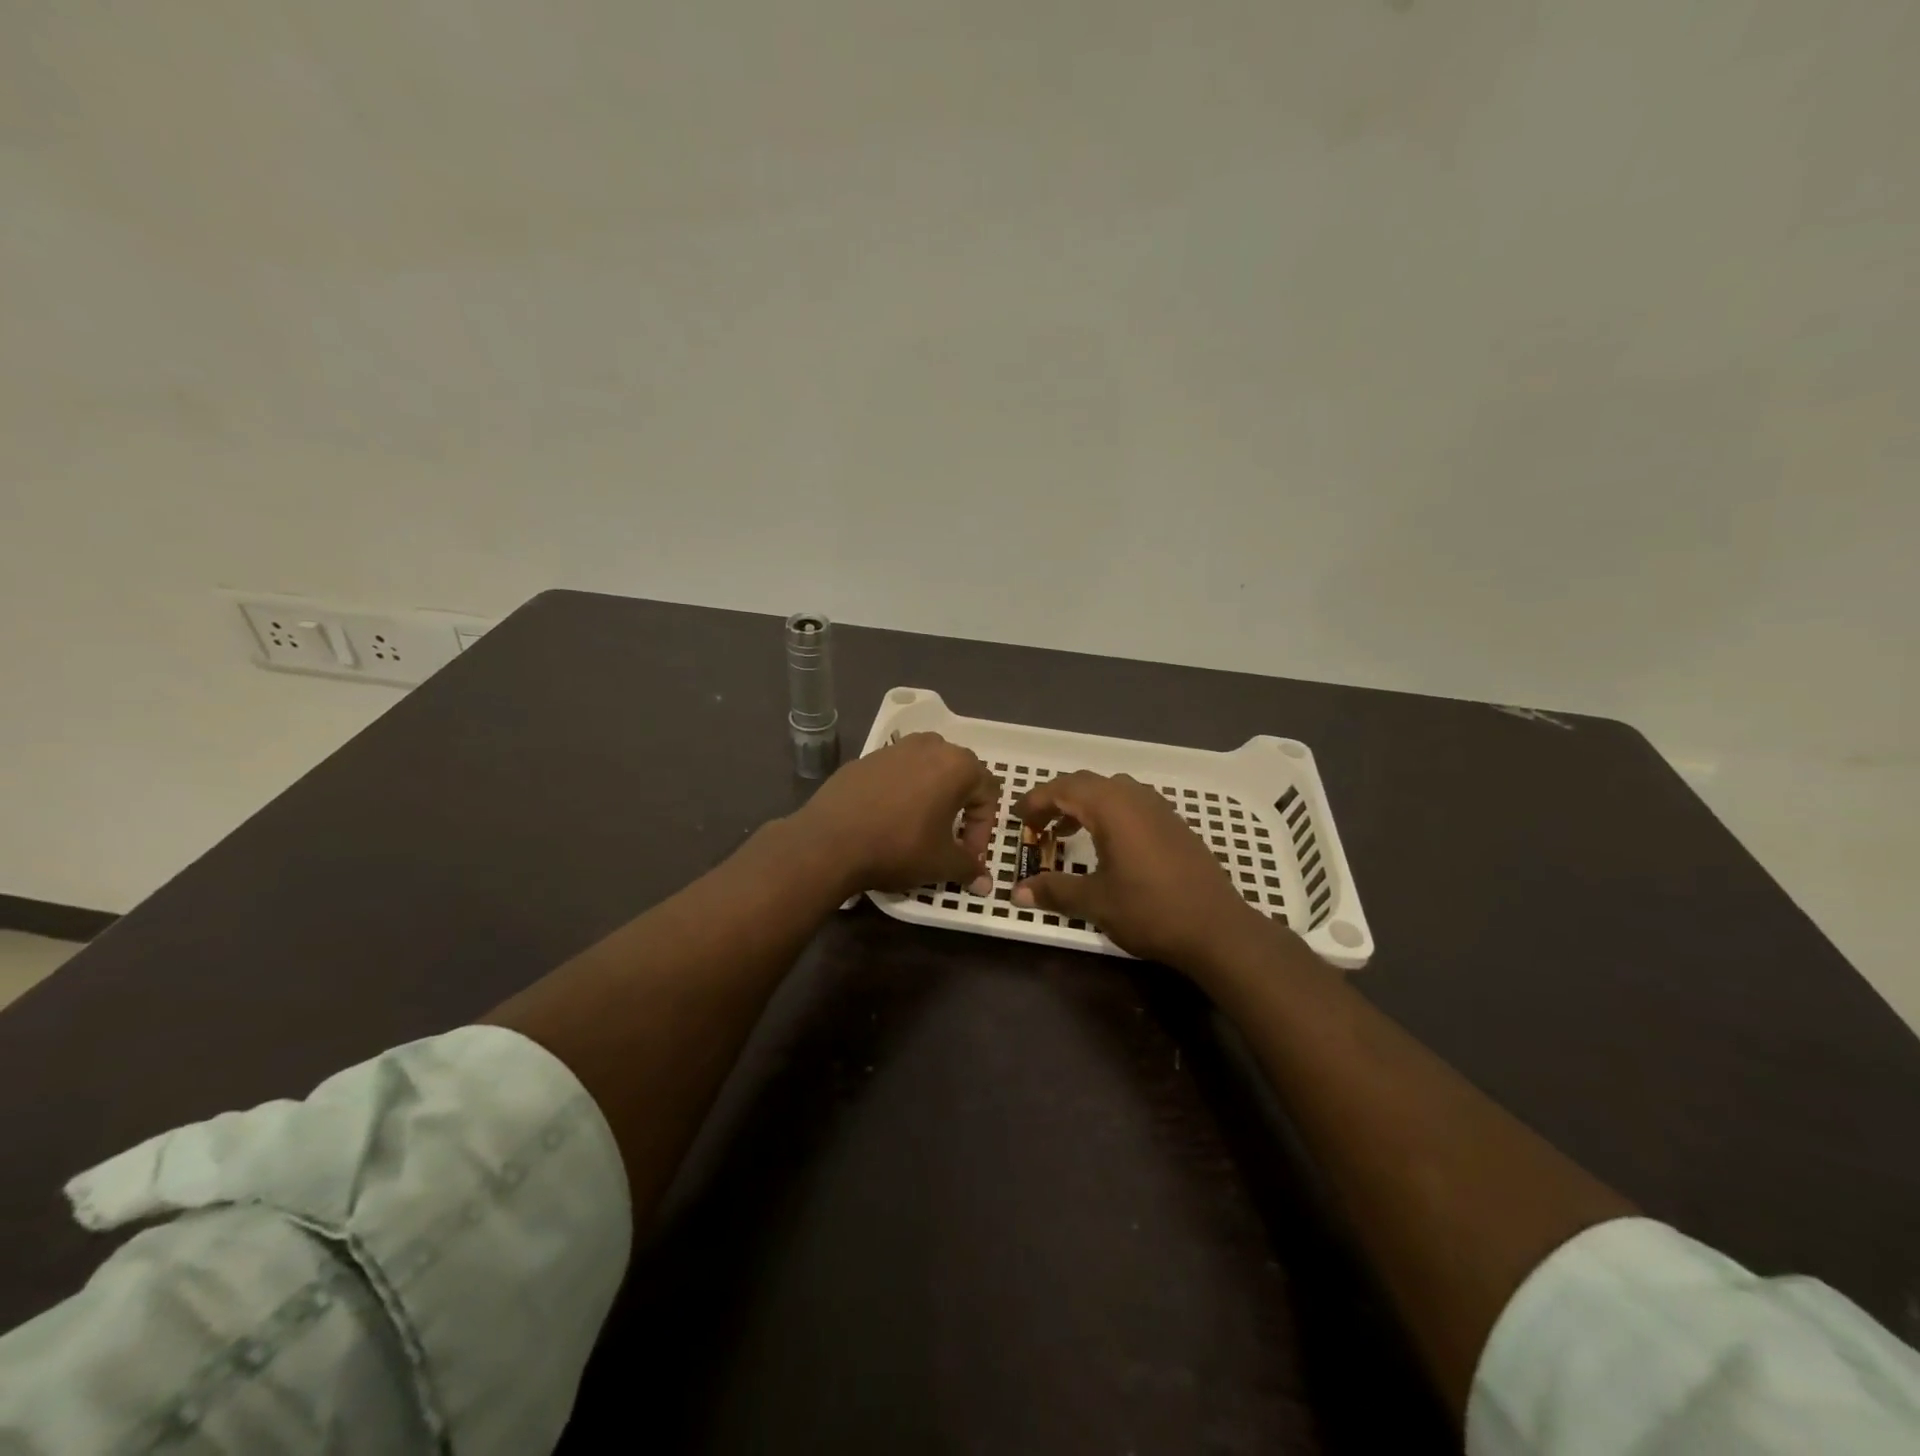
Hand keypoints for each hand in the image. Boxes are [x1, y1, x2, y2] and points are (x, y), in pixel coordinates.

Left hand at [796, 733, 1000, 895]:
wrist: (829, 841)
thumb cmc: (898, 847)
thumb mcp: (941, 863)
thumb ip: (969, 868)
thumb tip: (985, 884)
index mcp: (957, 765)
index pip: (987, 793)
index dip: (983, 828)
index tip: (967, 855)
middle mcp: (929, 746)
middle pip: (959, 774)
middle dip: (960, 807)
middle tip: (949, 839)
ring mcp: (893, 748)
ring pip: (926, 768)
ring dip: (931, 795)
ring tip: (919, 826)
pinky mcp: (865, 759)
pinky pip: (895, 773)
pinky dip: (900, 792)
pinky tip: (886, 820)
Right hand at [1011, 771, 1269, 968]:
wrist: (1217, 928)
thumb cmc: (1150, 909)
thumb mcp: (1095, 902)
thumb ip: (1054, 891)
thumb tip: (1017, 892)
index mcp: (1111, 806)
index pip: (1063, 789)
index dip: (1036, 801)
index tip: (1018, 819)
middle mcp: (1134, 797)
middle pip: (1086, 784)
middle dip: (1056, 800)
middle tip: (1038, 826)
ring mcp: (1159, 808)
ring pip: (1111, 791)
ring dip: (1083, 805)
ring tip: (1066, 833)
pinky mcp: (1174, 823)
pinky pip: (1131, 804)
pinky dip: (1108, 813)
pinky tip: (1106, 844)